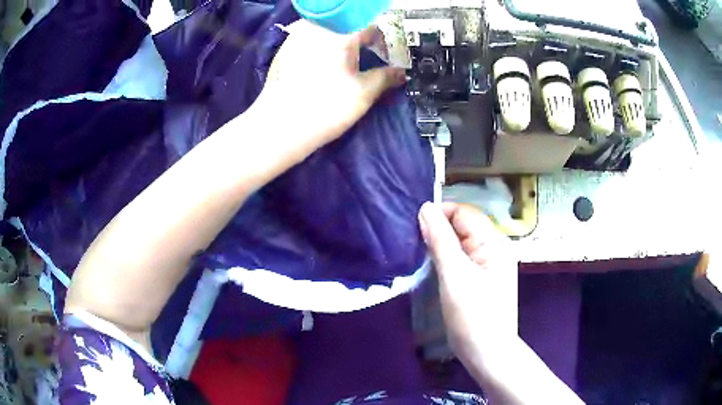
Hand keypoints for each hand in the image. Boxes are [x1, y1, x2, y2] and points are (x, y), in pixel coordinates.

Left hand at [255, 20, 405, 155]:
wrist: (279, 127)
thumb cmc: (325, 107)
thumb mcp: (363, 93)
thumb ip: (386, 77)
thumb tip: (401, 73)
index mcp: (340, 32)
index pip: (370, 24)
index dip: (381, 38)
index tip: (385, 53)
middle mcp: (317, 26)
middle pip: (347, 24)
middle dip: (360, 38)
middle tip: (367, 57)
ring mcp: (297, 36)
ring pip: (327, 30)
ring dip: (340, 41)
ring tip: (346, 62)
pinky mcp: (284, 49)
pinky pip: (310, 39)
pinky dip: (322, 47)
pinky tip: (323, 66)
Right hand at [418, 202, 517, 361]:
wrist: (487, 352)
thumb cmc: (472, 316)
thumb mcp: (454, 276)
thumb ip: (440, 240)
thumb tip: (425, 207)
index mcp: (494, 242)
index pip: (464, 212)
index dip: (439, 214)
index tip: (415, 229)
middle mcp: (495, 247)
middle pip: (464, 225)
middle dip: (439, 229)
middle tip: (415, 244)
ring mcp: (491, 263)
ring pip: (462, 241)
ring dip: (442, 244)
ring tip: (421, 254)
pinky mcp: (484, 277)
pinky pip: (464, 257)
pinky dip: (448, 257)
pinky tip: (435, 267)